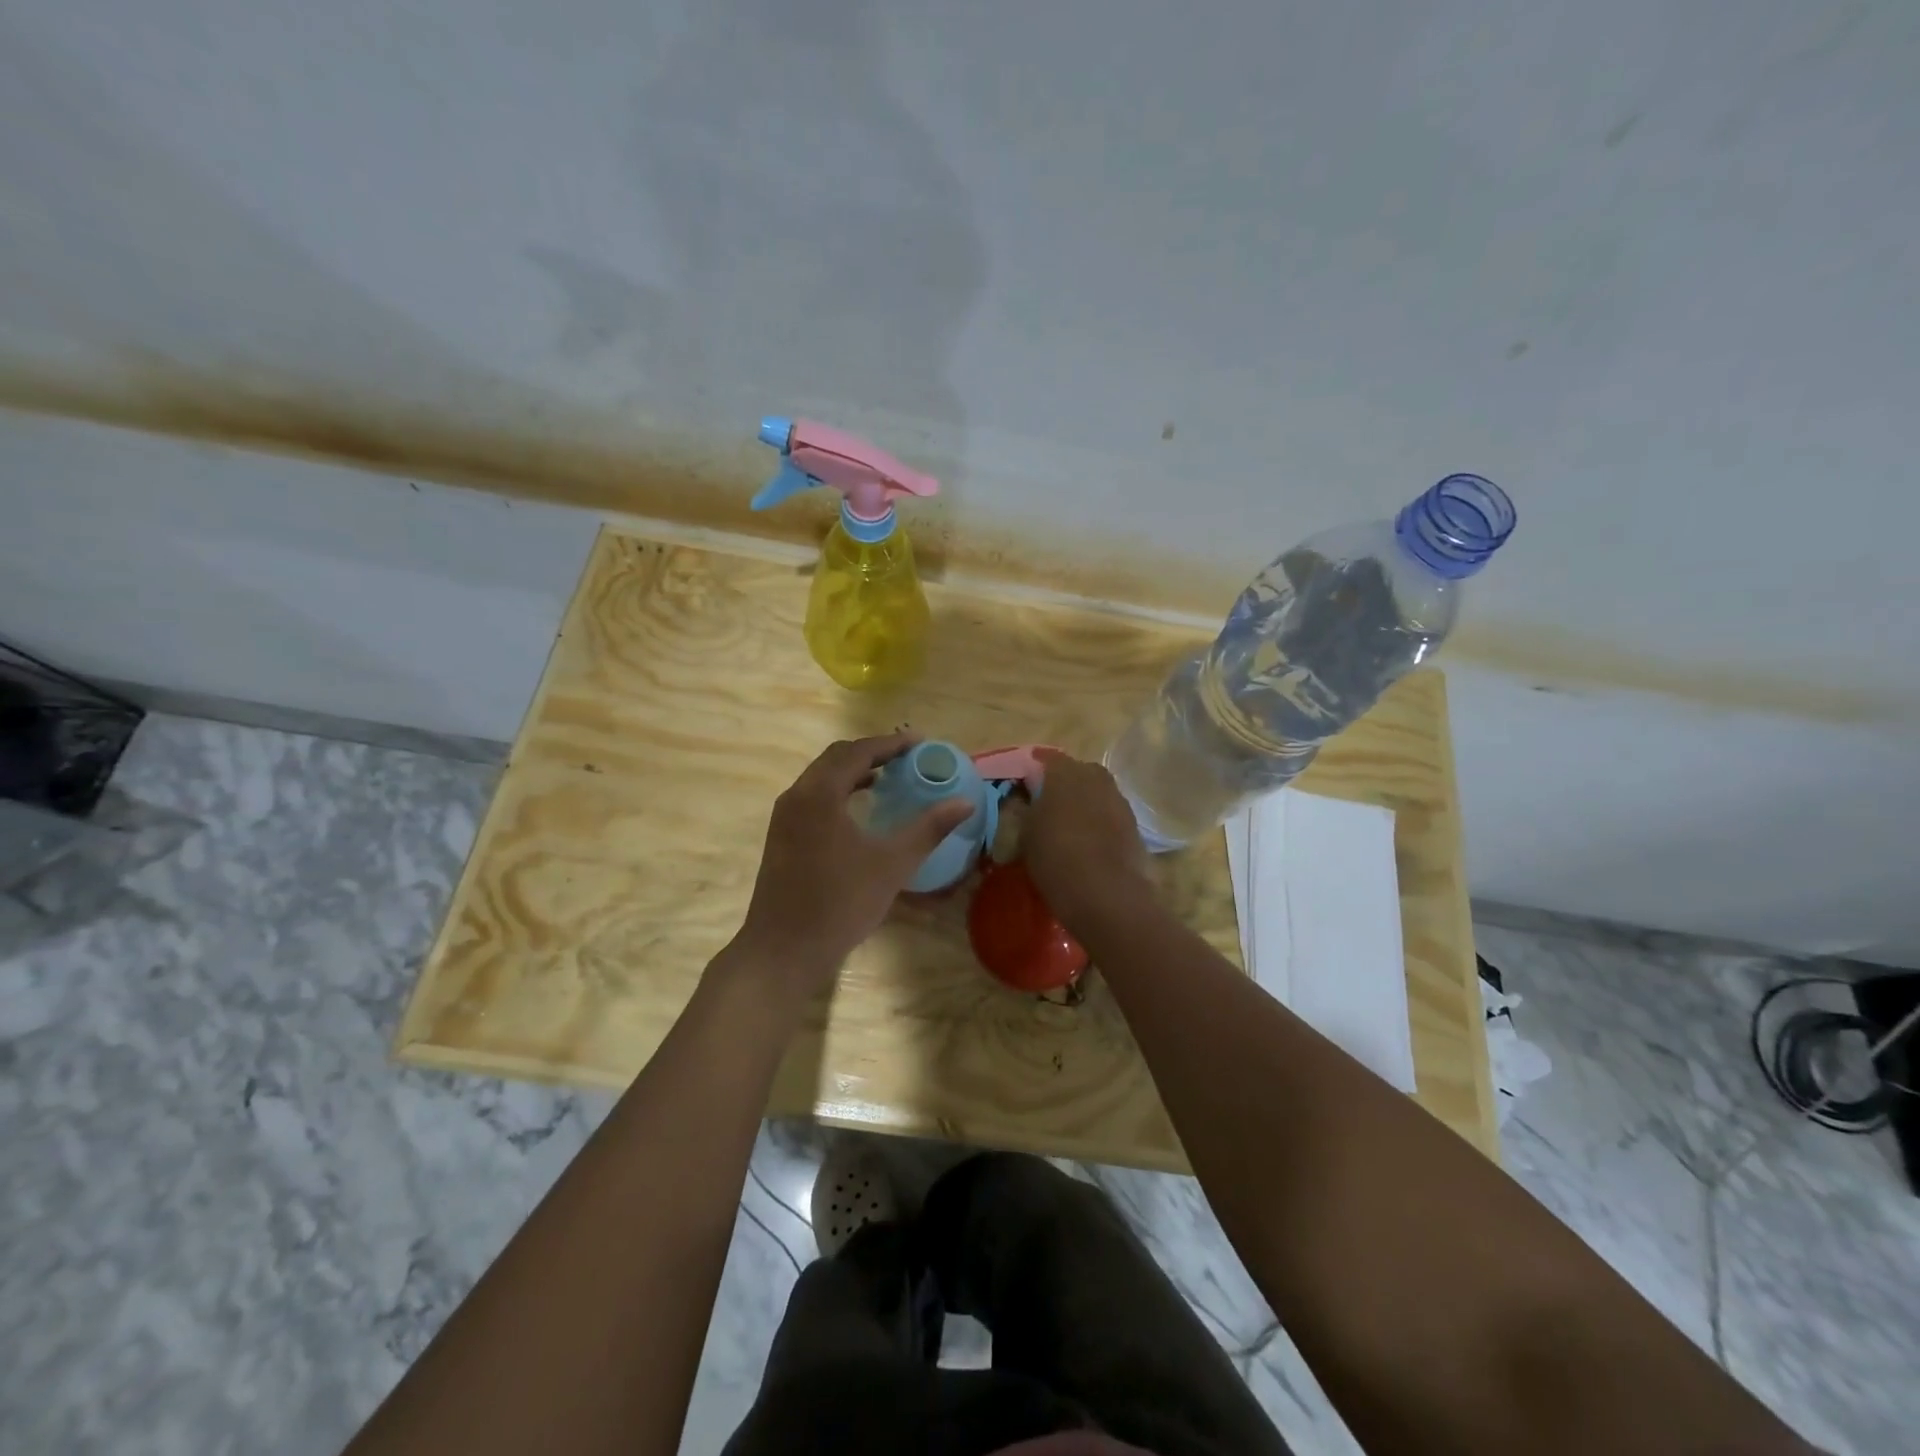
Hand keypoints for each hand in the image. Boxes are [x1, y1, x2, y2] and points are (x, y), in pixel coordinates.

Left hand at [729, 734, 972, 996]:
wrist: (783, 950)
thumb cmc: (840, 904)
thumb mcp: (892, 865)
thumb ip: (928, 829)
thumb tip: (965, 803)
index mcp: (820, 793)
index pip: (858, 751)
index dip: (890, 744)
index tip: (919, 742)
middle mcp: (797, 795)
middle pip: (836, 758)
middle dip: (872, 752)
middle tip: (905, 757)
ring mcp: (783, 817)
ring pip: (821, 777)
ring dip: (853, 770)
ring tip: (887, 777)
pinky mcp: (779, 836)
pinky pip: (812, 797)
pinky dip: (838, 790)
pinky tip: (858, 810)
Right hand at [1024, 751, 1152, 932]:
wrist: (1106, 894)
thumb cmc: (1055, 858)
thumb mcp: (1024, 834)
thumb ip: (1024, 810)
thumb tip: (1024, 801)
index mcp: (1064, 771)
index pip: (1044, 760)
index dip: (1032, 774)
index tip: (1023, 791)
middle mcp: (1094, 776)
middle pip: (1074, 773)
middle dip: (1061, 787)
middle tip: (1045, 810)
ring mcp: (1118, 798)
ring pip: (1094, 793)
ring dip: (1082, 804)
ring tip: (1067, 829)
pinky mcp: (1133, 823)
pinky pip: (1109, 813)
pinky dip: (1099, 822)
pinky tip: (1088, 844)